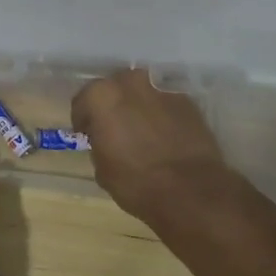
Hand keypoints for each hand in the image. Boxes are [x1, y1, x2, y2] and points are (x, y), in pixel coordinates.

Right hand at [72, 68, 243, 225]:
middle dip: (113, 106)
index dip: (84, 120)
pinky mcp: (188, 102)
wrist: (191, 192)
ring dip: (138, 108)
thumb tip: (104, 138)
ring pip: (142, 94)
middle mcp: (131, 83)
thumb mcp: (102, 168)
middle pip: (114, 89)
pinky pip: (165, 104)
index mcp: (102, 96)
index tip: (88, 136)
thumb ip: (99, 142)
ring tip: (143, 133)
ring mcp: (162, 89)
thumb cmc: (136, 182)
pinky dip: (162, 115)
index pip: (83, 101)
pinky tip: (165, 138)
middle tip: (116, 130)